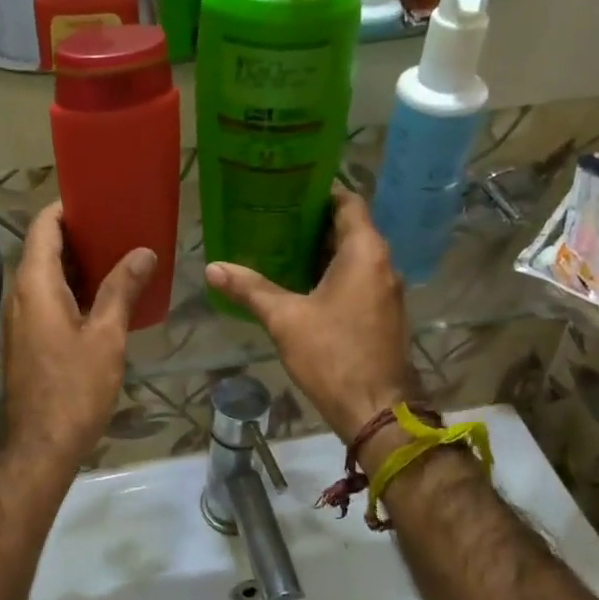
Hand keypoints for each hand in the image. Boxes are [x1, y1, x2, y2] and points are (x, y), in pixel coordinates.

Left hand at [2, 203, 155, 468]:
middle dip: (79, 235)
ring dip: (76, 264)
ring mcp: (18, 319)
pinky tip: (103, 299)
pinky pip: (45, 299)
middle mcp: (18, 294)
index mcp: (34, 284)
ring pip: (44, 276)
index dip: (66, 208)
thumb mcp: (106, 336)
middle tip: (120, 228)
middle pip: (43, 249)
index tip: (99, 200)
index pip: (43, 227)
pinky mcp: (24, 339)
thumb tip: (144, 252)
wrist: (39, 445)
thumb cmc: (74, 387)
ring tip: (118, 258)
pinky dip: (70, 288)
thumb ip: (122, 289)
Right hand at [204, 187, 415, 442]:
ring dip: (320, 251)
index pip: (347, 202)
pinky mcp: (383, 314)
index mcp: (365, 252)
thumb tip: (212, 268)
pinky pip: (357, 279)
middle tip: (271, 217)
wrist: (376, 410)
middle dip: (311, 222)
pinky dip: (331, 274)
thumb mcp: (285, 319)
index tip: (287, 188)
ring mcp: (386, 290)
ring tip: (277, 247)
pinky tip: (298, 284)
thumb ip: (250, 289)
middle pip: (348, 228)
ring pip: (353, 256)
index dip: (319, 191)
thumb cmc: (333, 355)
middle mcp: (382, 264)